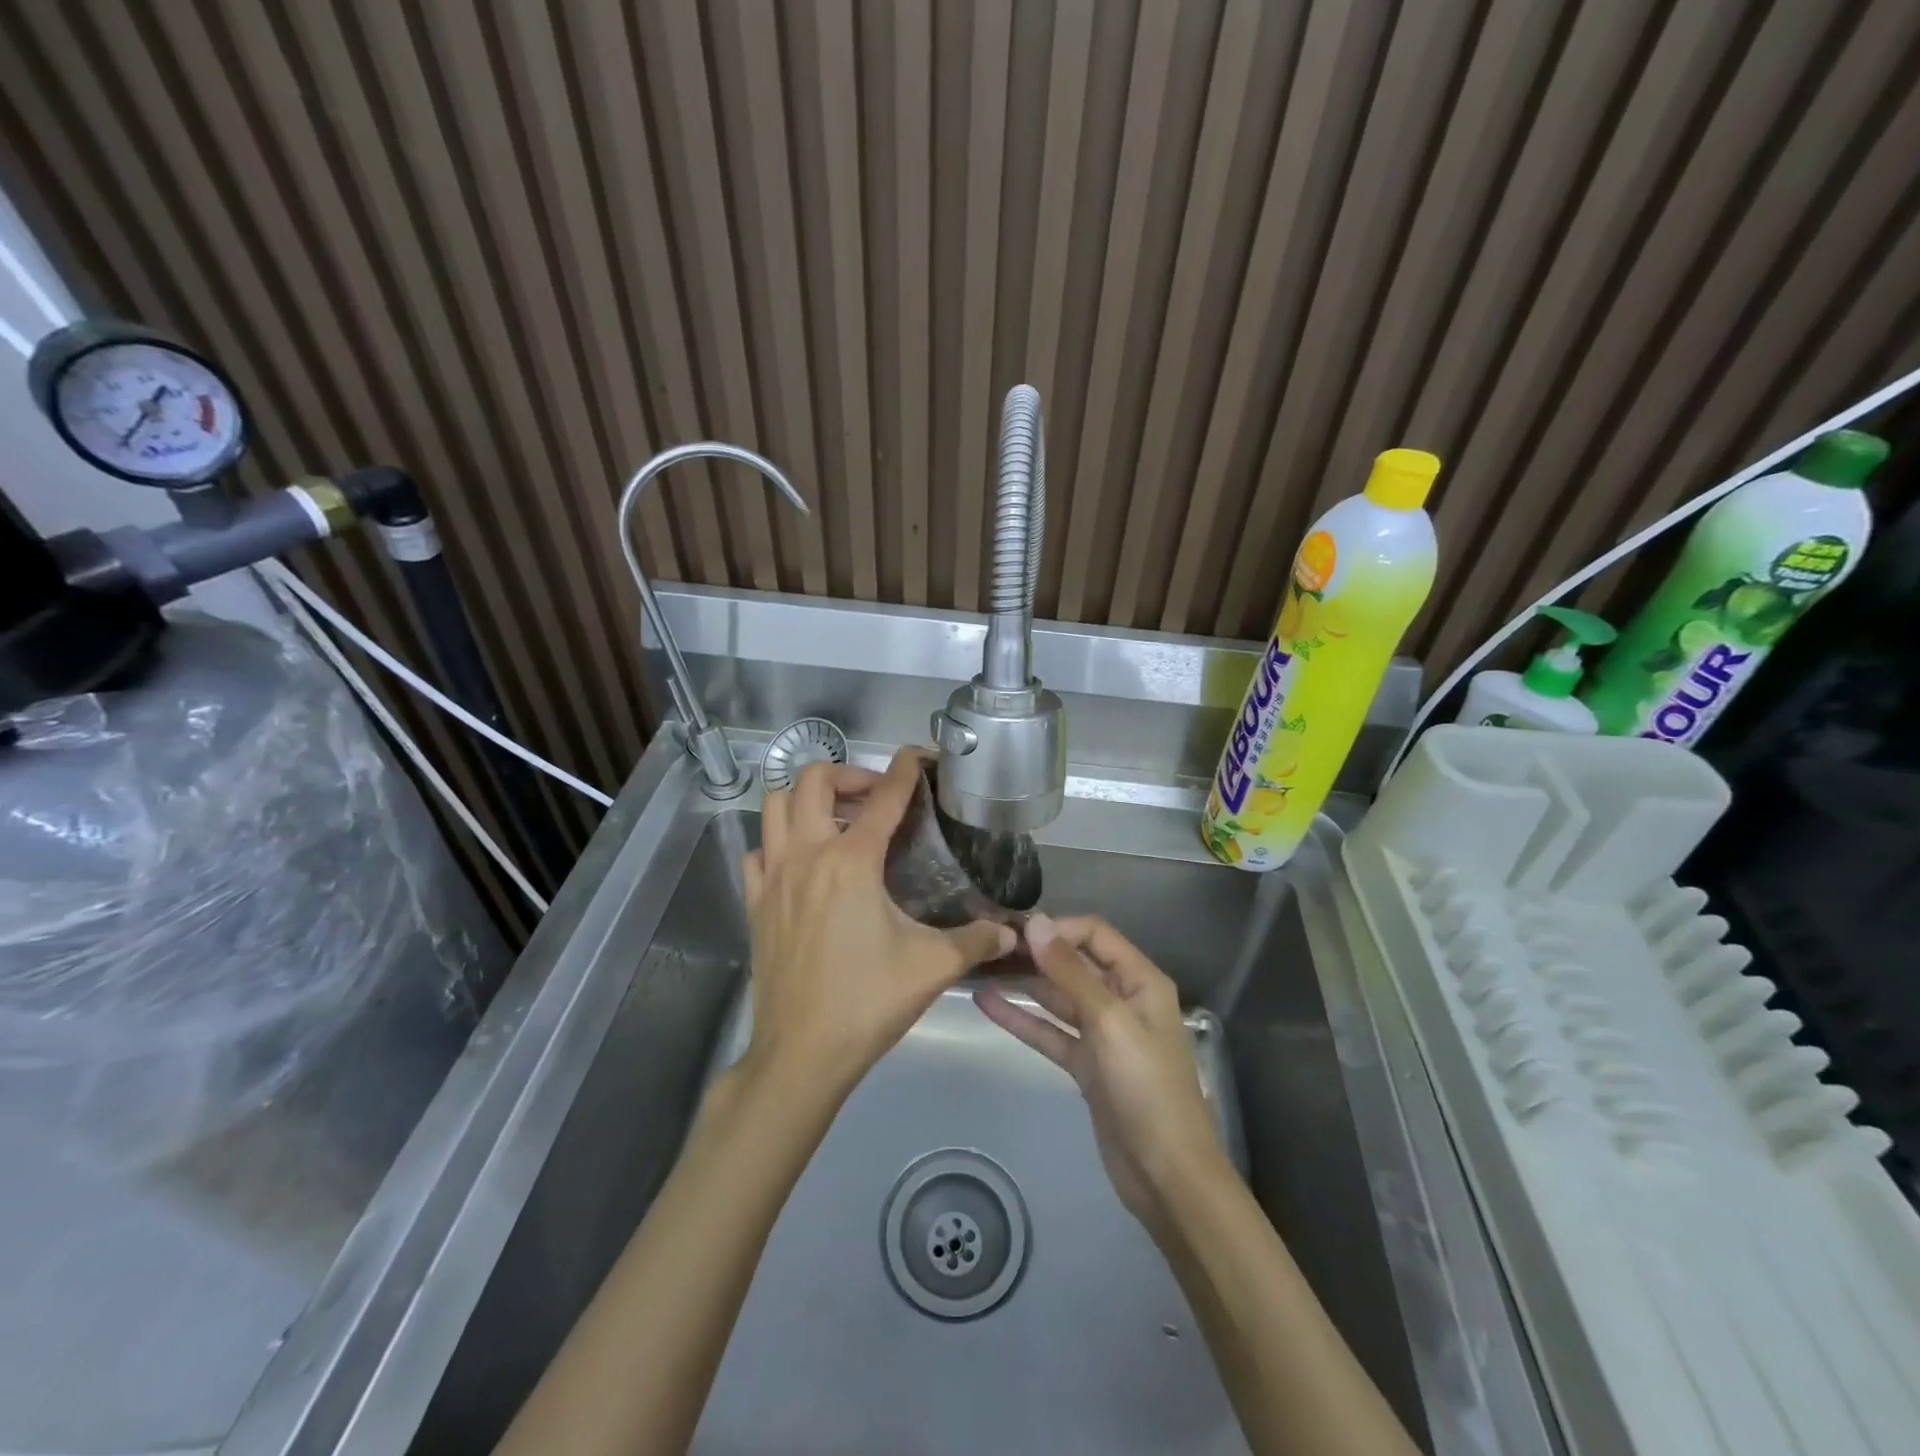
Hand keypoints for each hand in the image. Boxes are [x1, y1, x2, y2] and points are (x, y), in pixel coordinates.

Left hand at [740, 747, 1014, 1103]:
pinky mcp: (755, 903)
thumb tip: (1013, 934)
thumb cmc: (868, 1002)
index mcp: (851, 861)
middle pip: (812, 781)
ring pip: (775, 807)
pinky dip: (777, 843)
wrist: (802, 1054)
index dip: (904, 771)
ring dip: (806, 799)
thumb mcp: (933, 967)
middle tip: (874, 797)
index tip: (918, 757)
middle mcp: (807, 855)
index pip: (883, 798)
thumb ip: (977, 941)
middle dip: (847, 774)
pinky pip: (758, 852)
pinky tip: (801, 863)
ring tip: (837, 819)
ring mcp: (773, 877)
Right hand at [975, 914, 1231, 1235]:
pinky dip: (1022, 1019)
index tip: (1014, 932)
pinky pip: (1050, 1032)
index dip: (1056, 928)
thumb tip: (1036, 922)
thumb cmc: (1147, 1088)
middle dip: (1036, 952)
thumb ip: (1071, 973)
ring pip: (1058, 997)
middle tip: (988, 945)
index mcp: (1139, 981)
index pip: (1094, 934)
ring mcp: (1102, 1033)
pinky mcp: (1085, 1064)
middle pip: (1074, 963)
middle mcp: (1122, 999)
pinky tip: (987, 1004)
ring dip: (1024, 983)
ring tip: (981, 966)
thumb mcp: (1110, 1023)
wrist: (1167, 1176)